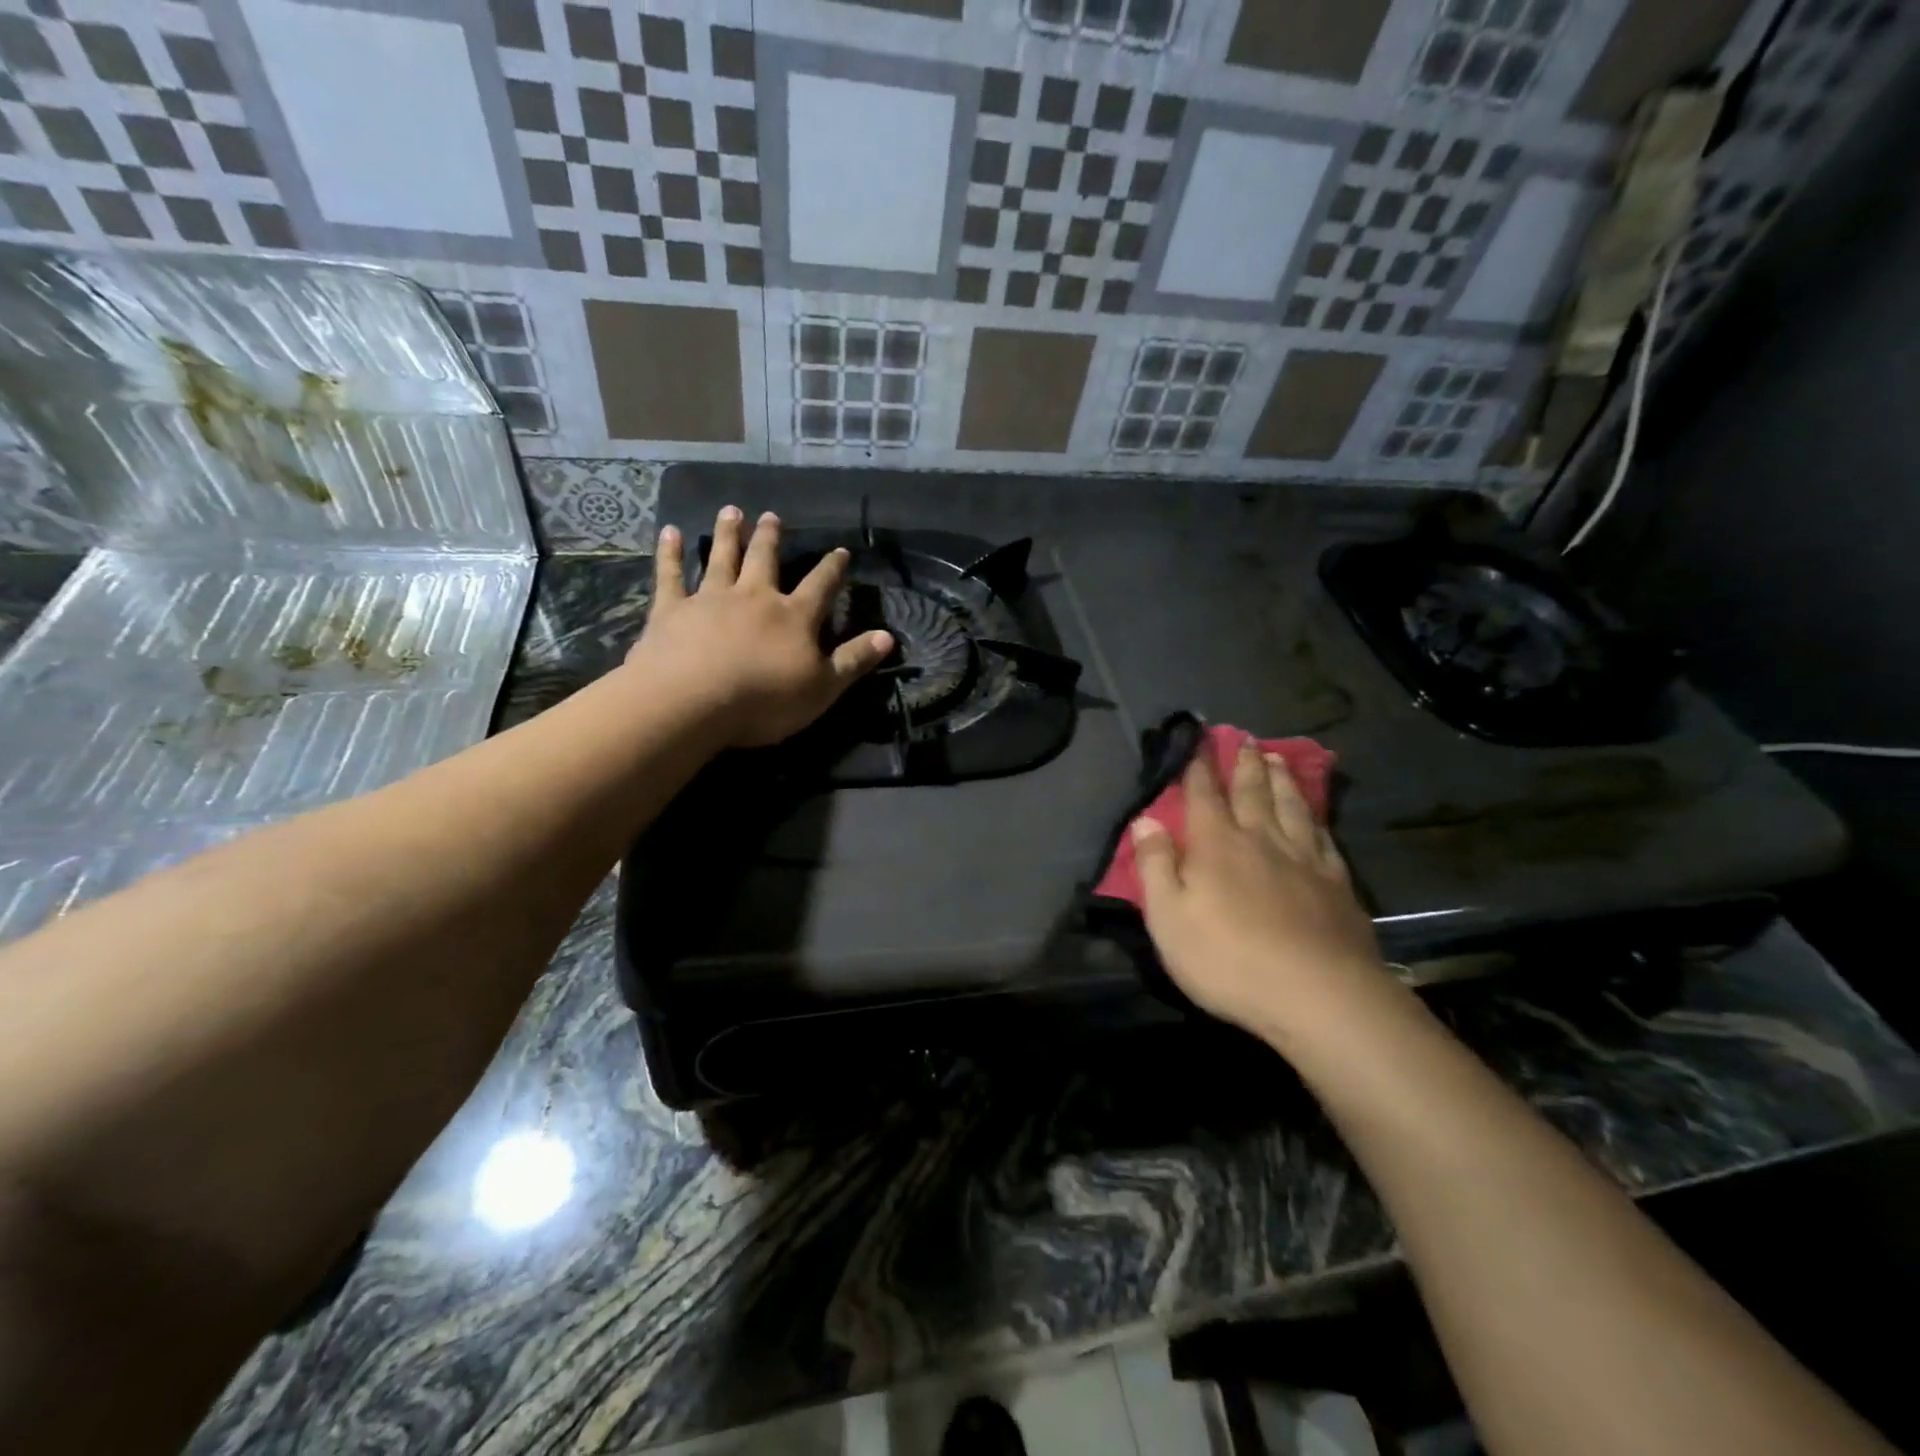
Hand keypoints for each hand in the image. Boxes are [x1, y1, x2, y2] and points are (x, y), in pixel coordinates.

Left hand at [628, 507, 892, 747]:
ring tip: (731, 511)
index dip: (832, 568)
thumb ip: (854, 660)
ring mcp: (710, 599)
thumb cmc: (765, 700)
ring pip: (722, 558)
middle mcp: (754, 597)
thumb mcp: (823, 688)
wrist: (692, 700)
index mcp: (794, 617)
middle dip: (771, 538)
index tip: (840, 550)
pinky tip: (670, 532)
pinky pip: (671, 575)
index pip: (821, 586)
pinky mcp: (672, 609)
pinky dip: (670, 553)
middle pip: (765, 560)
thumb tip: (889, 636)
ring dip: (728, 534)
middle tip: (772, 516)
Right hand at [1132, 742, 1388, 1046]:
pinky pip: (1323, 837)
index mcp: (1217, 845)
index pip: (1203, 795)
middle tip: (1244, 738)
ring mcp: (1304, 860)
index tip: (1199, 739)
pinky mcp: (1337, 884)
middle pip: (1252, 792)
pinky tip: (1315, 815)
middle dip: (1244, 764)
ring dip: (1282, 780)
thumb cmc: (1229, 960)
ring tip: (1277, 758)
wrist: (1319, 996)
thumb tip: (1145, 821)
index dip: (1198, 767)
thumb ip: (1155, 866)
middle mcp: (1261, 840)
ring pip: (1291, 807)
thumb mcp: (1168, 919)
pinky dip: (1315, 818)